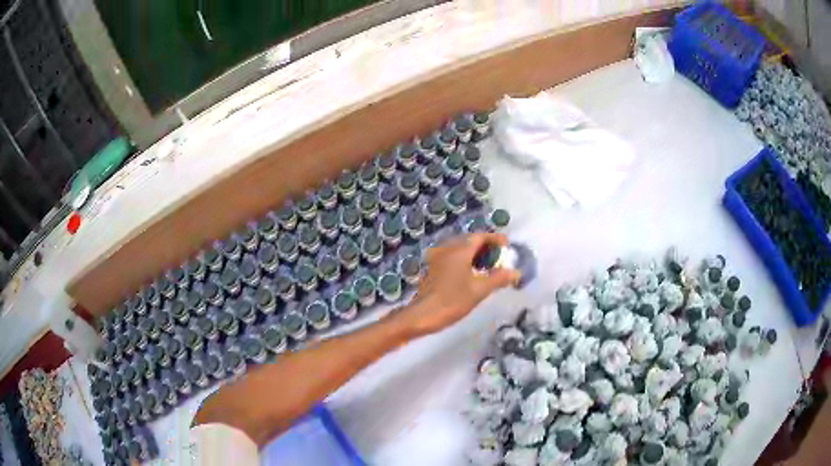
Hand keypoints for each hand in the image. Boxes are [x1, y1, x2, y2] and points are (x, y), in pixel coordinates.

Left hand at [398, 233, 520, 336]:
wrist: (422, 315)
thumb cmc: (452, 300)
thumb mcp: (480, 290)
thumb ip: (499, 278)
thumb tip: (516, 272)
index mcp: (460, 250)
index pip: (480, 236)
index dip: (495, 238)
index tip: (507, 245)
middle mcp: (448, 249)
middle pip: (469, 240)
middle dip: (486, 246)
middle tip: (499, 256)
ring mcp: (438, 258)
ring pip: (460, 249)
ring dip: (475, 253)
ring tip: (488, 266)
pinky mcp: (433, 269)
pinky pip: (452, 257)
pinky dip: (465, 260)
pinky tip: (471, 274)